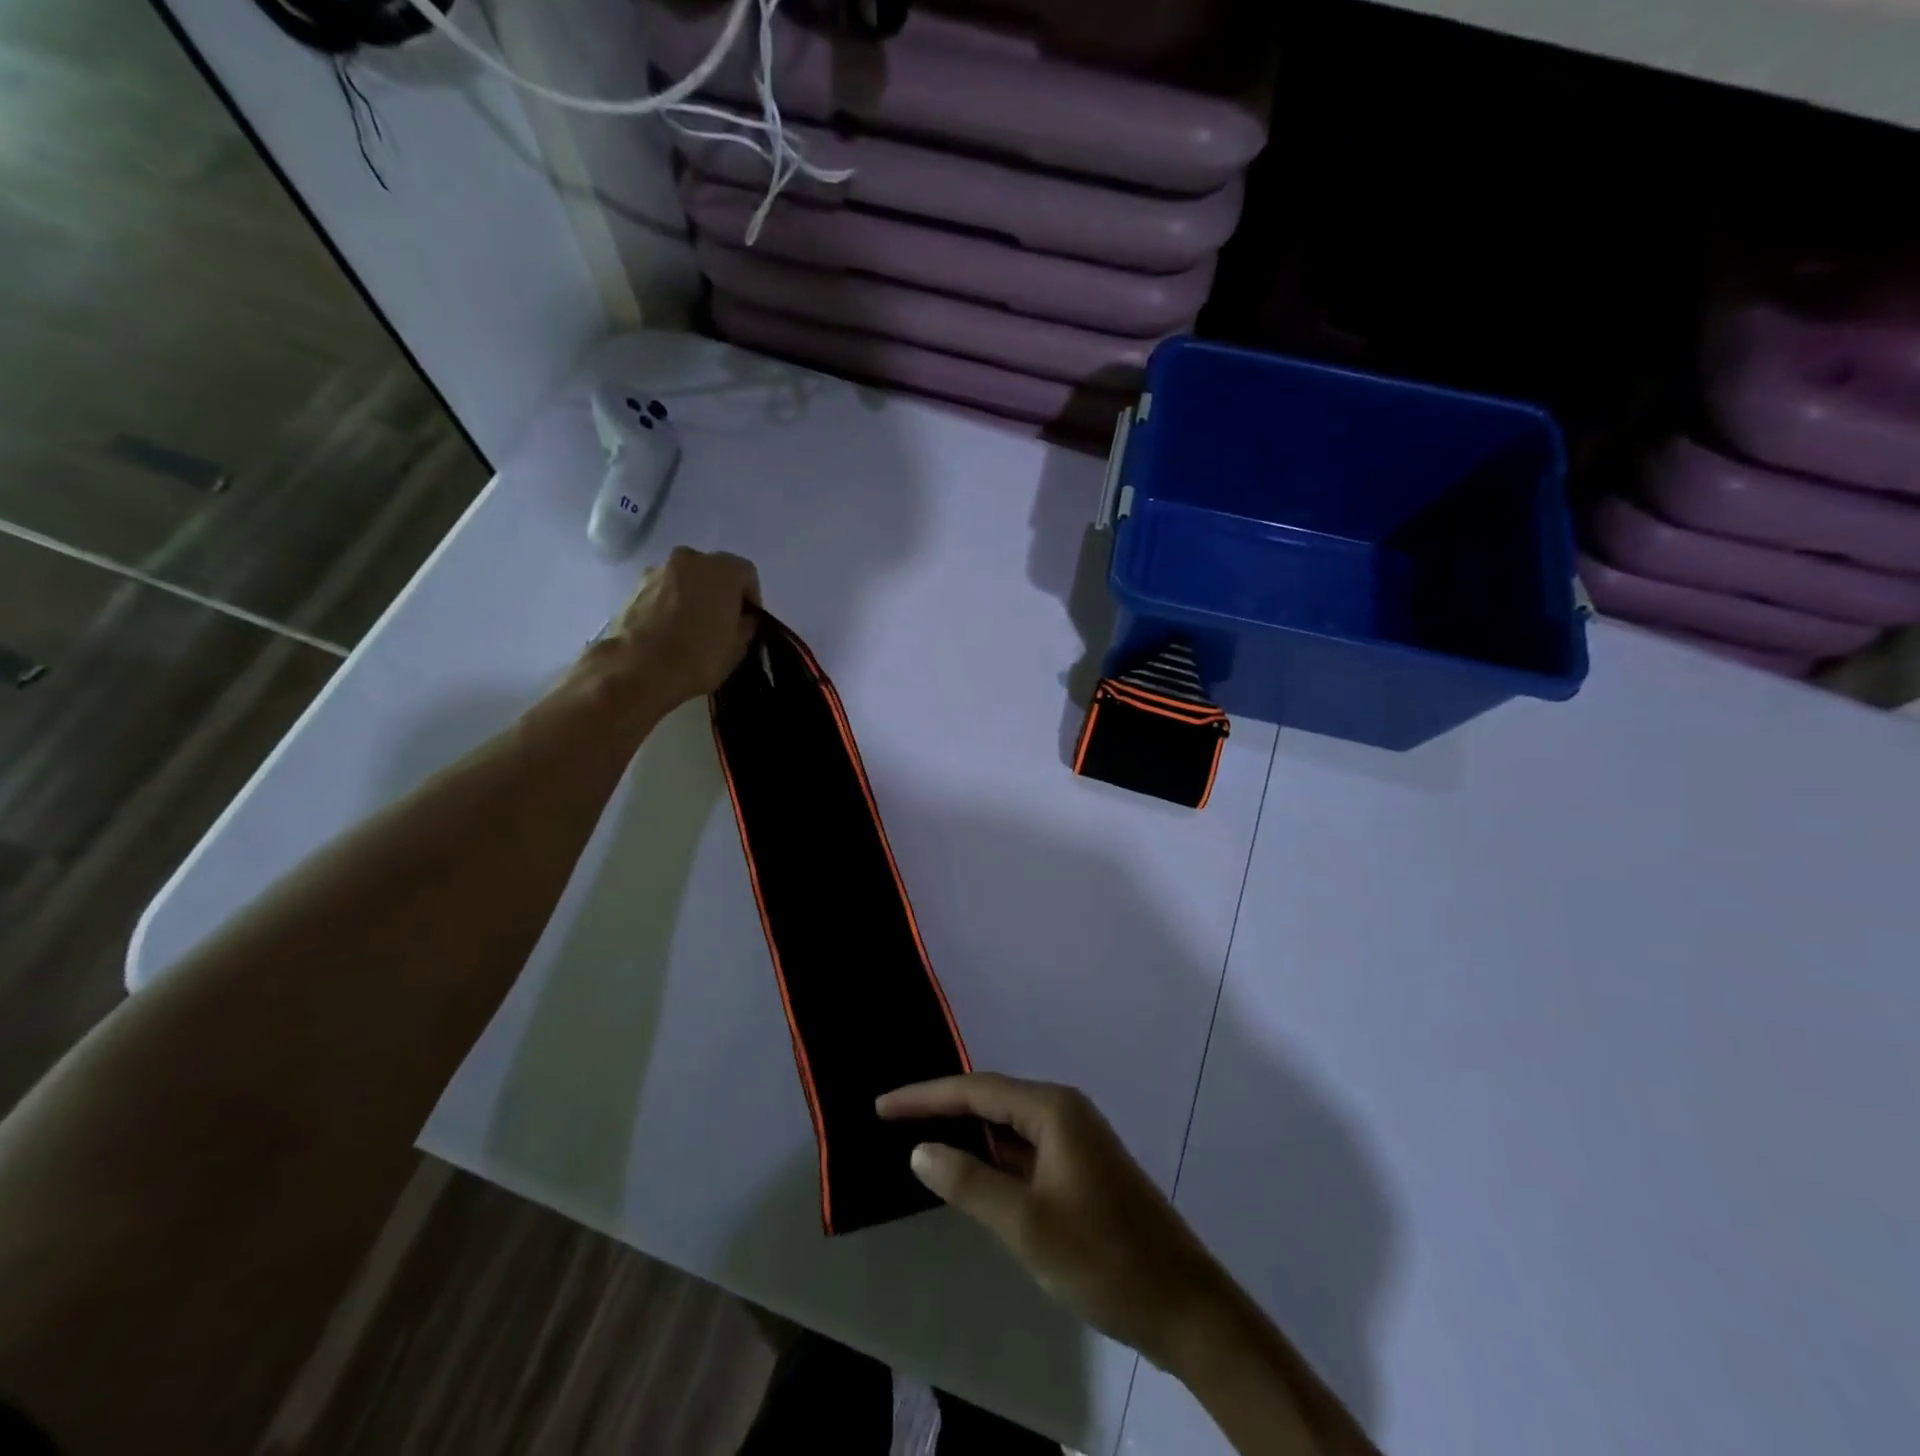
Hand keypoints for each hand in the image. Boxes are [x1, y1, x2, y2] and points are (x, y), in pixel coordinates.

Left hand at [605, 547, 760, 707]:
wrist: (638, 669)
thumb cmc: (699, 656)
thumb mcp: (737, 648)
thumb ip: (745, 626)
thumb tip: (742, 619)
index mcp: (723, 570)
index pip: (746, 574)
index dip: (750, 598)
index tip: (747, 621)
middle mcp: (690, 559)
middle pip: (713, 571)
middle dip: (719, 593)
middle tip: (721, 622)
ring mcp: (658, 570)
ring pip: (685, 579)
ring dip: (692, 596)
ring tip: (691, 628)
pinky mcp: (634, 587)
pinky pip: (663, 591)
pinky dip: (669, 604)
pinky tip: (669, 631)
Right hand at [877, 1073, 1230, 1366]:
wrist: (1184, 1305)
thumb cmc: (1103, 1258)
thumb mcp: (1027, 1224)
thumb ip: (969, 1182)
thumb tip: (920, 1149)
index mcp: (1052, 1109)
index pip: (975, 1090)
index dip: (925, 1096)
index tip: (881, 1106)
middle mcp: (1063, 1111)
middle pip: (990, 1100)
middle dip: (942, 1109)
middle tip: (891, 1118)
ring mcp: (1075, 1140)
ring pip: (1007, 1126)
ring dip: (966, 1133)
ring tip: (917, 1138)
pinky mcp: (1079, 1169)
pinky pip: (1023, 1151)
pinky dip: (991, 1158)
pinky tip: (967, 1172)